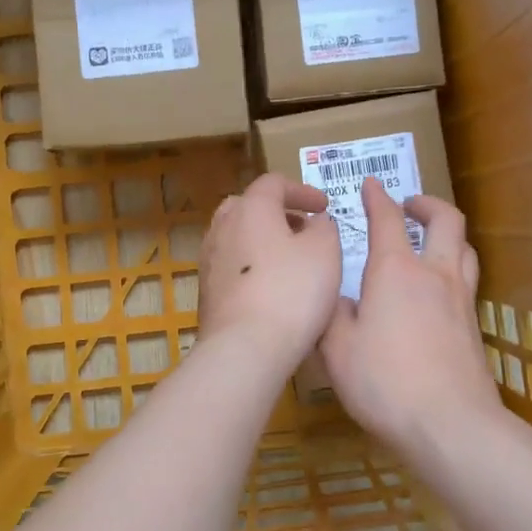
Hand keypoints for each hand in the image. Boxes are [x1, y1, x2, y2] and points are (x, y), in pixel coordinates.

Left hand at [198, 173, 341, 371]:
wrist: (244, 347)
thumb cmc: (291, 291)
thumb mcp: (325, 251)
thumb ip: (324, 227)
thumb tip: (315, 222)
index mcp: (250, 208)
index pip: (273, 183)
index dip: (302, 190)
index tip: (324, 207)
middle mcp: (223, 227)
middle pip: (248, 205)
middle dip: (277, 212)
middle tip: (302, 228)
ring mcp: (209, 260)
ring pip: (236, 236)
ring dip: (262, 239)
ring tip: (289, 258)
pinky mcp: (206, 291)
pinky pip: (231, 265)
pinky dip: (252, 265)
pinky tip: (271, 287)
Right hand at [320, 179, 497, 454]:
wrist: (451, 425)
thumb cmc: (384, 381)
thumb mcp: (337, 348)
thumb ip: (334, 316)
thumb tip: (341, 300)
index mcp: (395, 271)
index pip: (387, 219)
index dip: (377, 198)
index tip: (371, 184)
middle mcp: (434, 274)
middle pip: (445, 220)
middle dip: (426, 204)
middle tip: (409, 204)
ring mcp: (461, 299)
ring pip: (464, 247)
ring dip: (446, 233)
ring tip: (429, 239)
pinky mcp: (474, 327)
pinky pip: (467, 279)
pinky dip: (453, 267)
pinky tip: (437, 289)